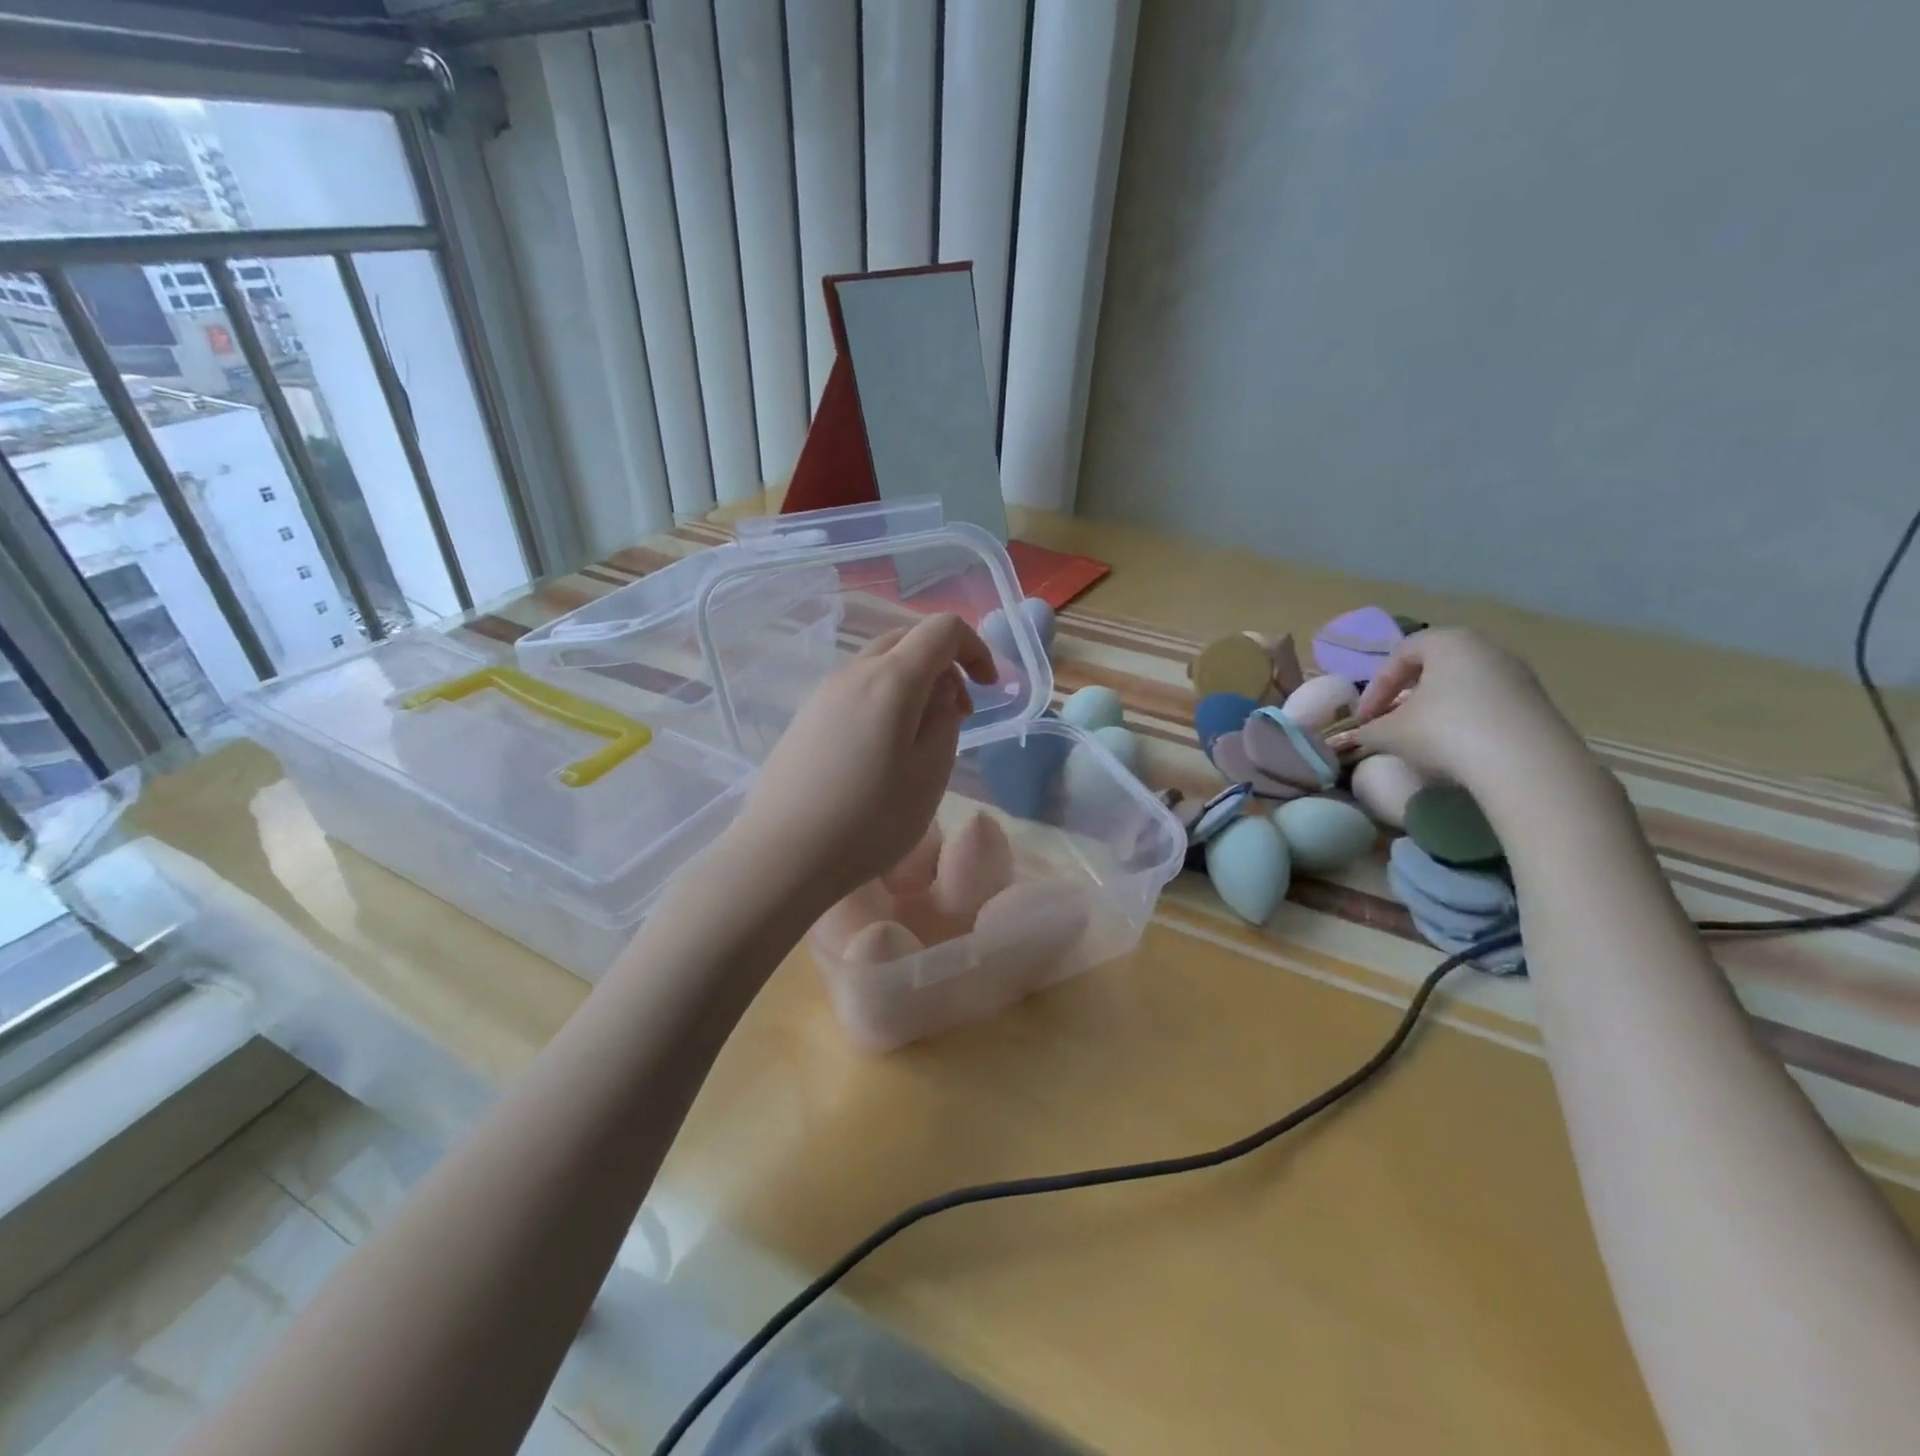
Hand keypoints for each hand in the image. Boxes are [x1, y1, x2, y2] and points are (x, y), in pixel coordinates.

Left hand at [735, 613, 996, 908]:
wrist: (782, 855)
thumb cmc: (869, 820)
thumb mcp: (930, 774)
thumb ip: (945, 721)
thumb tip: (940, 694)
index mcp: (891, 679)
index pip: (942, 629)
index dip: (975, 648)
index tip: (989, 688)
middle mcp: (853, 673)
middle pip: (907, 640)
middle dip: (944, 665)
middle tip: (959, 714)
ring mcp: (823, 694)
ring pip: (879, 666)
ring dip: (913, 684)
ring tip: (922, 737)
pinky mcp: (805, 719)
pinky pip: (855, 690)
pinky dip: (884, 700)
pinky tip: (881, 750)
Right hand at [1333, 628, 1582, 793]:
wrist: (1526, 764)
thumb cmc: (1445, 732)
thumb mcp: (1390, 733)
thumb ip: (1370, 730)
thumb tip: (1365, 734)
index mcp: (1448, 641)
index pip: (1400, 654)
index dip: (1375, 688)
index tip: (1365, 720)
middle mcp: (1486, 648)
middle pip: (1435, 666)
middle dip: (1407, 694)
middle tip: (1392, 722)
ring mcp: (1518, 674)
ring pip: (1464, 685)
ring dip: (1438, 708)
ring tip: (1425, 738)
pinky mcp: (1538, 703)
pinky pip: (1490, 704)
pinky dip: (1468, 720)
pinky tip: (1460, 748)